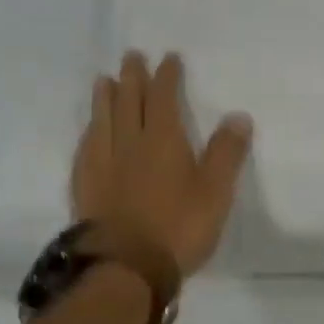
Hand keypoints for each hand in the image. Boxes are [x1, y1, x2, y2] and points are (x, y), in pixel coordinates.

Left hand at [71, 52, 252, 276]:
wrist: (124, 267)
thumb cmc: (178, 227)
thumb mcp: (216, 192)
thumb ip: (226, 153)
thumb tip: (238, 116)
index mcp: (163, 140)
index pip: (163, 98)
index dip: (166, 77)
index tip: (168, 59)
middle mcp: (129, 143)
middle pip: (129, 102)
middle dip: (132, 77)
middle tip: (131, 56)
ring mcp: (102, 164)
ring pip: (102, 120)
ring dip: (105, 98)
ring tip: (104, 81)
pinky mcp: (85, 186)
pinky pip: (86, 147)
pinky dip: (90, 131)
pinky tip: (89, 132)